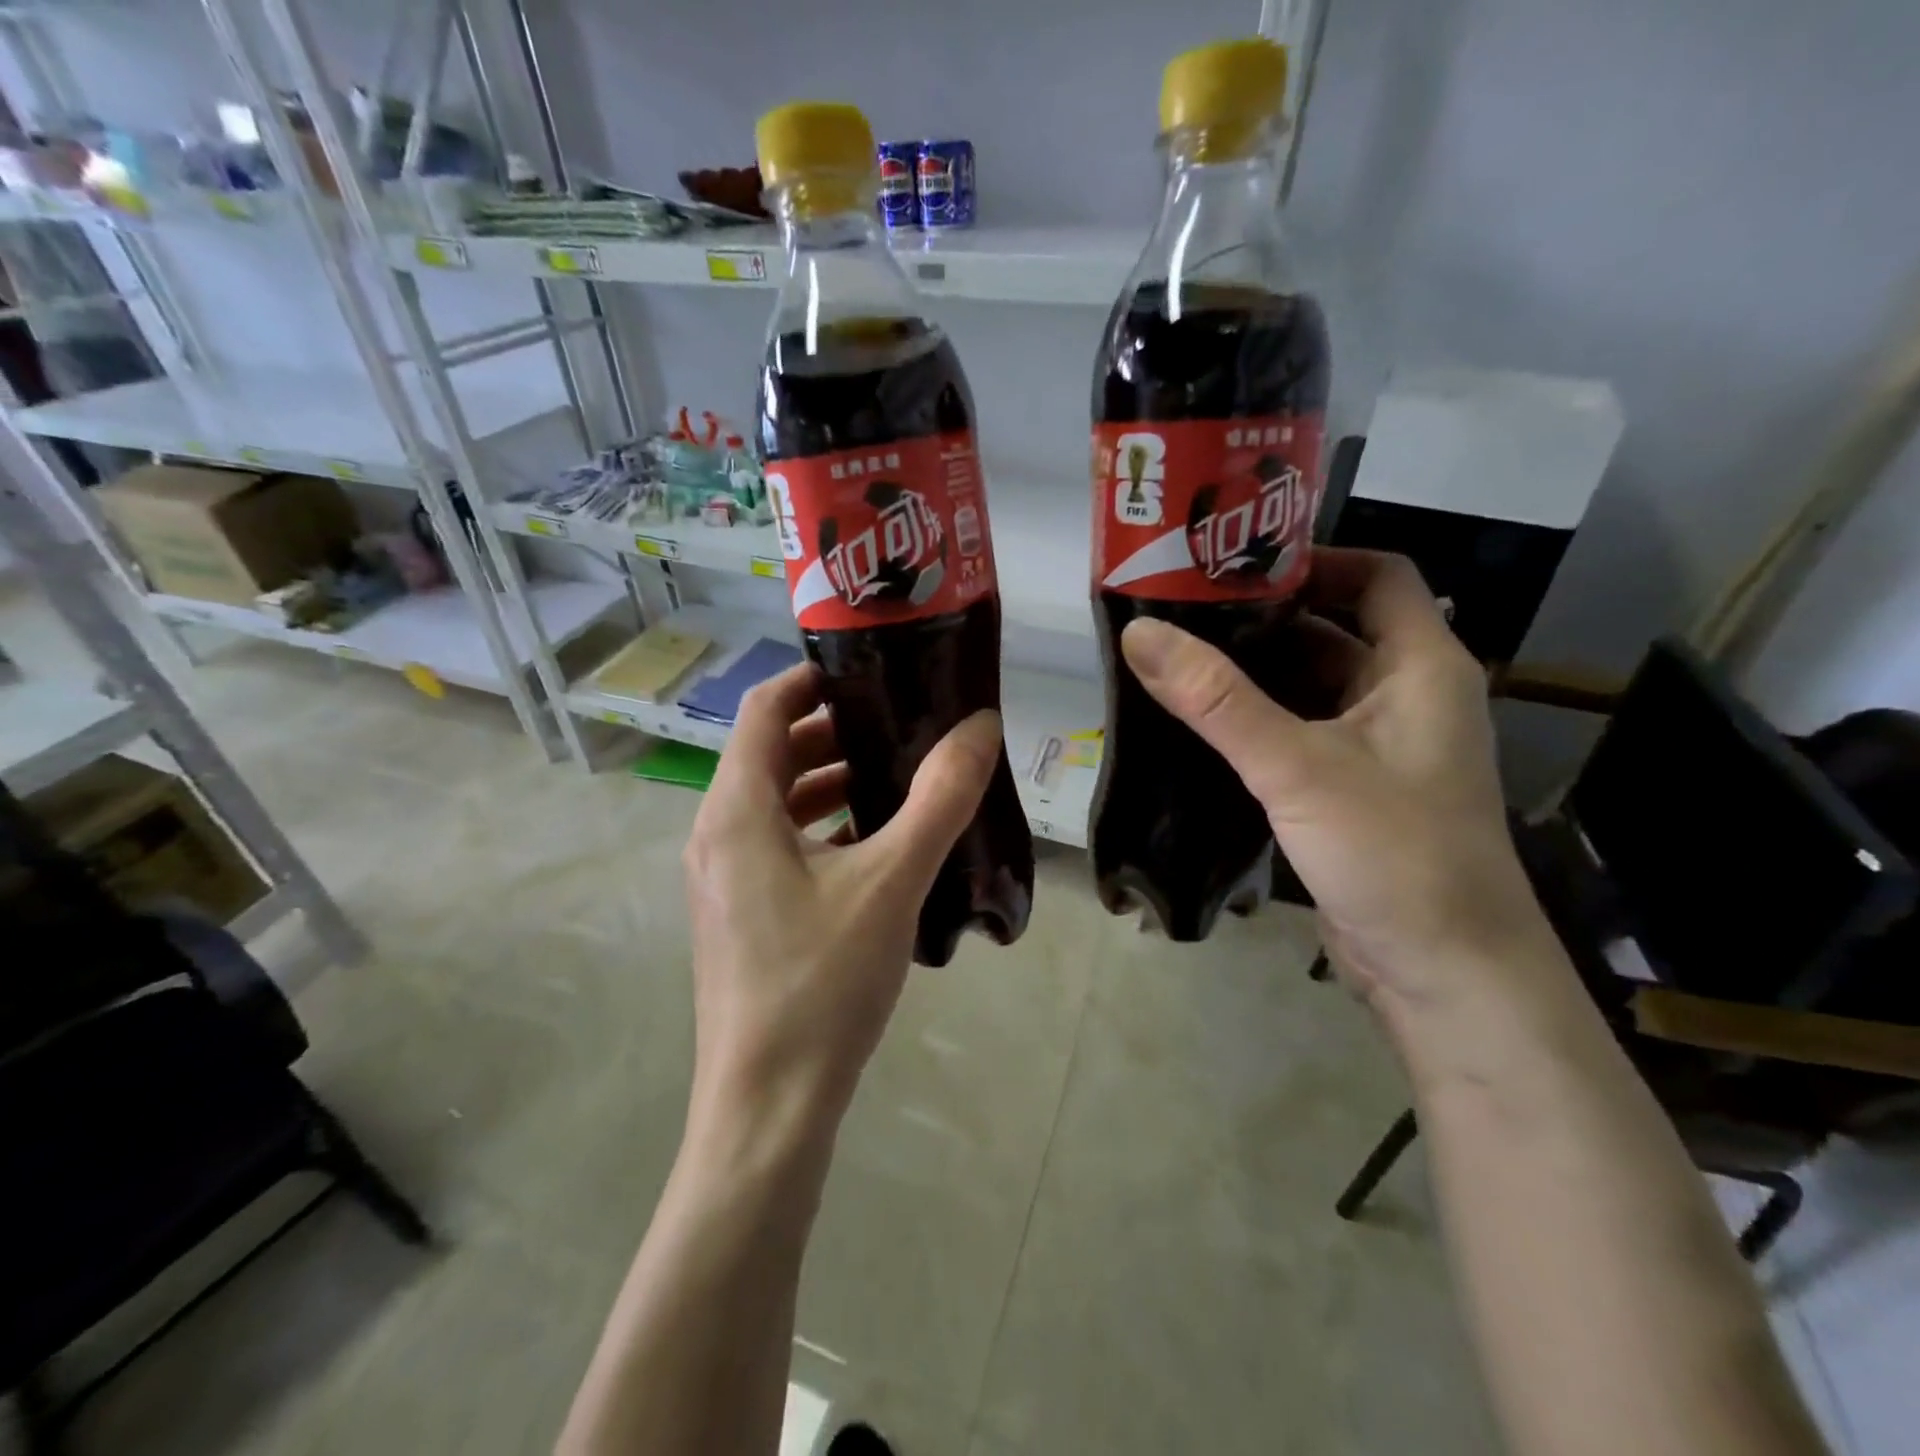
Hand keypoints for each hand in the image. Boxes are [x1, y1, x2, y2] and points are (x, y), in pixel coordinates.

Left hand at [681, 662, 1001, 1144]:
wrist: (769, 1107)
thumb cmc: (822, 983)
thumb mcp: (892, 881)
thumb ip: (940, 798)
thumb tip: (980, 725)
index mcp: (736, 810)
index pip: (765, 708)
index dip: (812, 679)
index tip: (870, 670)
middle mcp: (716, 834)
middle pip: (770, 752)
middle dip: (832, 730)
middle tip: (900, 721)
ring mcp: (722, 878)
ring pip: (774, 802)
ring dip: (828, 780)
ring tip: (896, 775)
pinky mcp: (738, 914)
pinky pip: (777, 844)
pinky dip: (821, 826)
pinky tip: (875, 844)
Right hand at [1119, 548, 1555, 1016]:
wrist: (1444, 974)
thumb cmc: (1392, 854)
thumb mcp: (1296, 767)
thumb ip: (1216, 700)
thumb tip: (1139, 631)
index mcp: (1421, 666)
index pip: (1377, 574)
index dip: (1313, 559)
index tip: (1235, 566)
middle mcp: (1406, 696)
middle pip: (1333, 629)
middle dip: (1262, 619)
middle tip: (1182, 611)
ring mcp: (1380, 747)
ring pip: (1311, 686)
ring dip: (1253, 674)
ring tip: (1177, 659)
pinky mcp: (1352, 789)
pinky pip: (1300, 733)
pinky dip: (1256, 721)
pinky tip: (1201, 725)